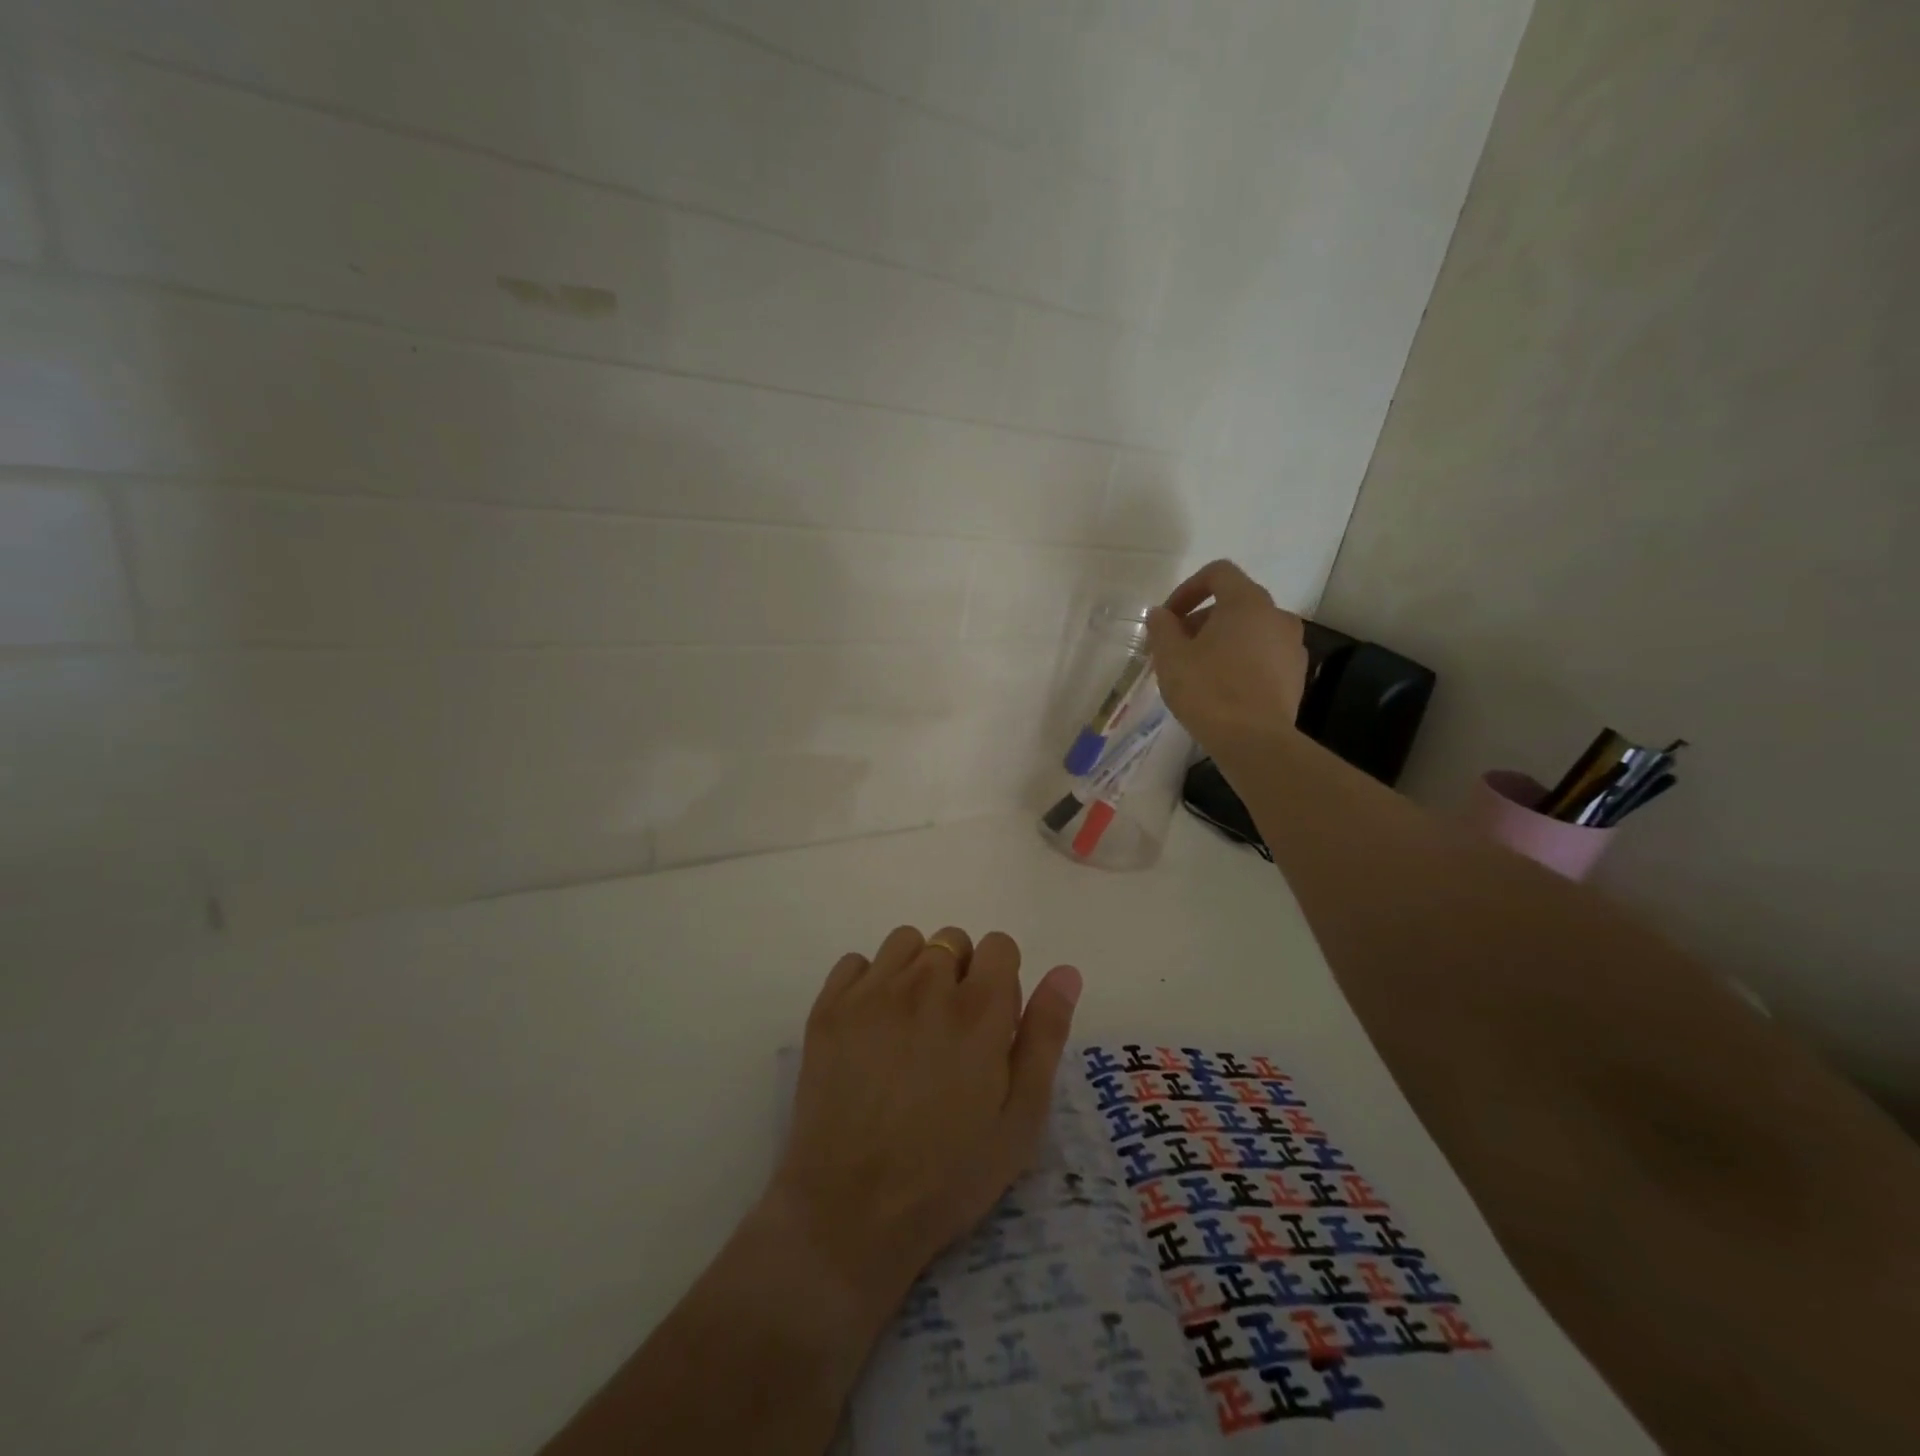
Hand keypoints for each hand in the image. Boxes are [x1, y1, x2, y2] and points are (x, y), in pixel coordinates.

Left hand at [767, 926, 1081, 1321]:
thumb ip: (1045, 1036)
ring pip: (906, 942)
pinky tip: (870, 1027)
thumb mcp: (1020, 1119)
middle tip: (951, 1033)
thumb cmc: (948, 1175)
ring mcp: (871, 993)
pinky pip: (856, 961)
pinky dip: (869, 982)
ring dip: (916, 970)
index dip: (1002, 977)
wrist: (849, 1212)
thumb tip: (1065, 972)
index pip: (999, 945)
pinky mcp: (829, 1007)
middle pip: (952, 941)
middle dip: (961, 974)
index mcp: (978, 1010)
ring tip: (911, 1024)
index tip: (993, 1021)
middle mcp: (925, 985)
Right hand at [1146, 559, 1309, 754]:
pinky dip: (1242, 660)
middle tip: (1176, 648)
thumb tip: (1160, 614)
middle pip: (1235, 602)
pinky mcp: (1297, 675)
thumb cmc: (1208, 691)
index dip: (1187, 589)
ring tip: (1198, 670)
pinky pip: (1264, 655)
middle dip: (1201, 620)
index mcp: (1247, 602)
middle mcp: (1276, 615)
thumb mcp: (1170, 657)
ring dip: (1222, 641)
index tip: (1168, 618)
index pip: (1218, 573)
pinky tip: (1223, 689)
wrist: (1255, 741)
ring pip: (1250, 630)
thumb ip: (1162, 628)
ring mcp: (1292, 645)